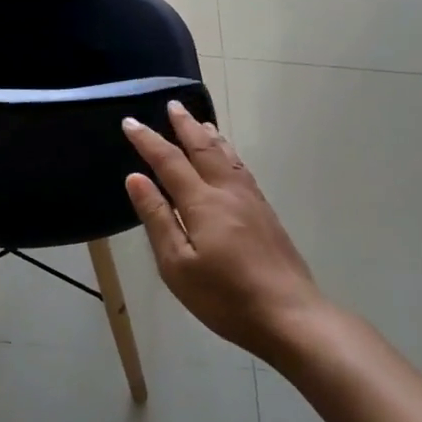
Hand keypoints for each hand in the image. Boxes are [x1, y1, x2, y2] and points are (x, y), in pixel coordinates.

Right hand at [122, 102, 323, 364]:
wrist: (290, 316)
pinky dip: (228, 153)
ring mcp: (251, 201)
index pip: (169, 161)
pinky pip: (241, 168)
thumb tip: (135, 178)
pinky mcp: (266, 214)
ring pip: (226, 156)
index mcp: (202, 203)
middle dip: (184, 126)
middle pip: (203, 149)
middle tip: (172, 105)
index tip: (130, 122)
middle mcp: (227, 192)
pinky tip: (228, 158)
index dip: (148, 140)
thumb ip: (157, 218)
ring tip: (199, 121)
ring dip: (209, 135)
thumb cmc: (225, 297)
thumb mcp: (177, 265)